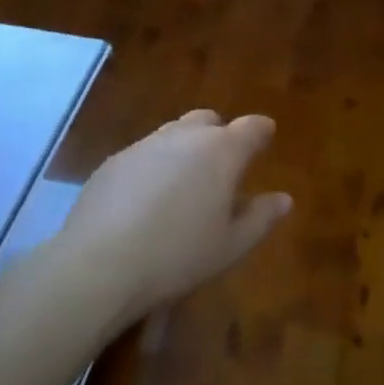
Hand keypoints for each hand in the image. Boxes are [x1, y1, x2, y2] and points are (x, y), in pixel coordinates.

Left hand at [57, 110, 292, 323]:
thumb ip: (261, 218)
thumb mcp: (231, 246)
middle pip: (209, 121)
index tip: (266, 140)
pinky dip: (154, 166)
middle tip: (222, 167)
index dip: (261, 132)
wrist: (99, 264)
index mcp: (222, 151)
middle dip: (220, 135)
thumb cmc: (178, 255)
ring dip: (186, 149)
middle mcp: (185, 136)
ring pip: (174, 133)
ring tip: (184, 185)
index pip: (252, 127)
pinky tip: (147, 200)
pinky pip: (144, 153)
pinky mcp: (114, 161)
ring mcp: (145, 145)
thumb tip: (283, 199)